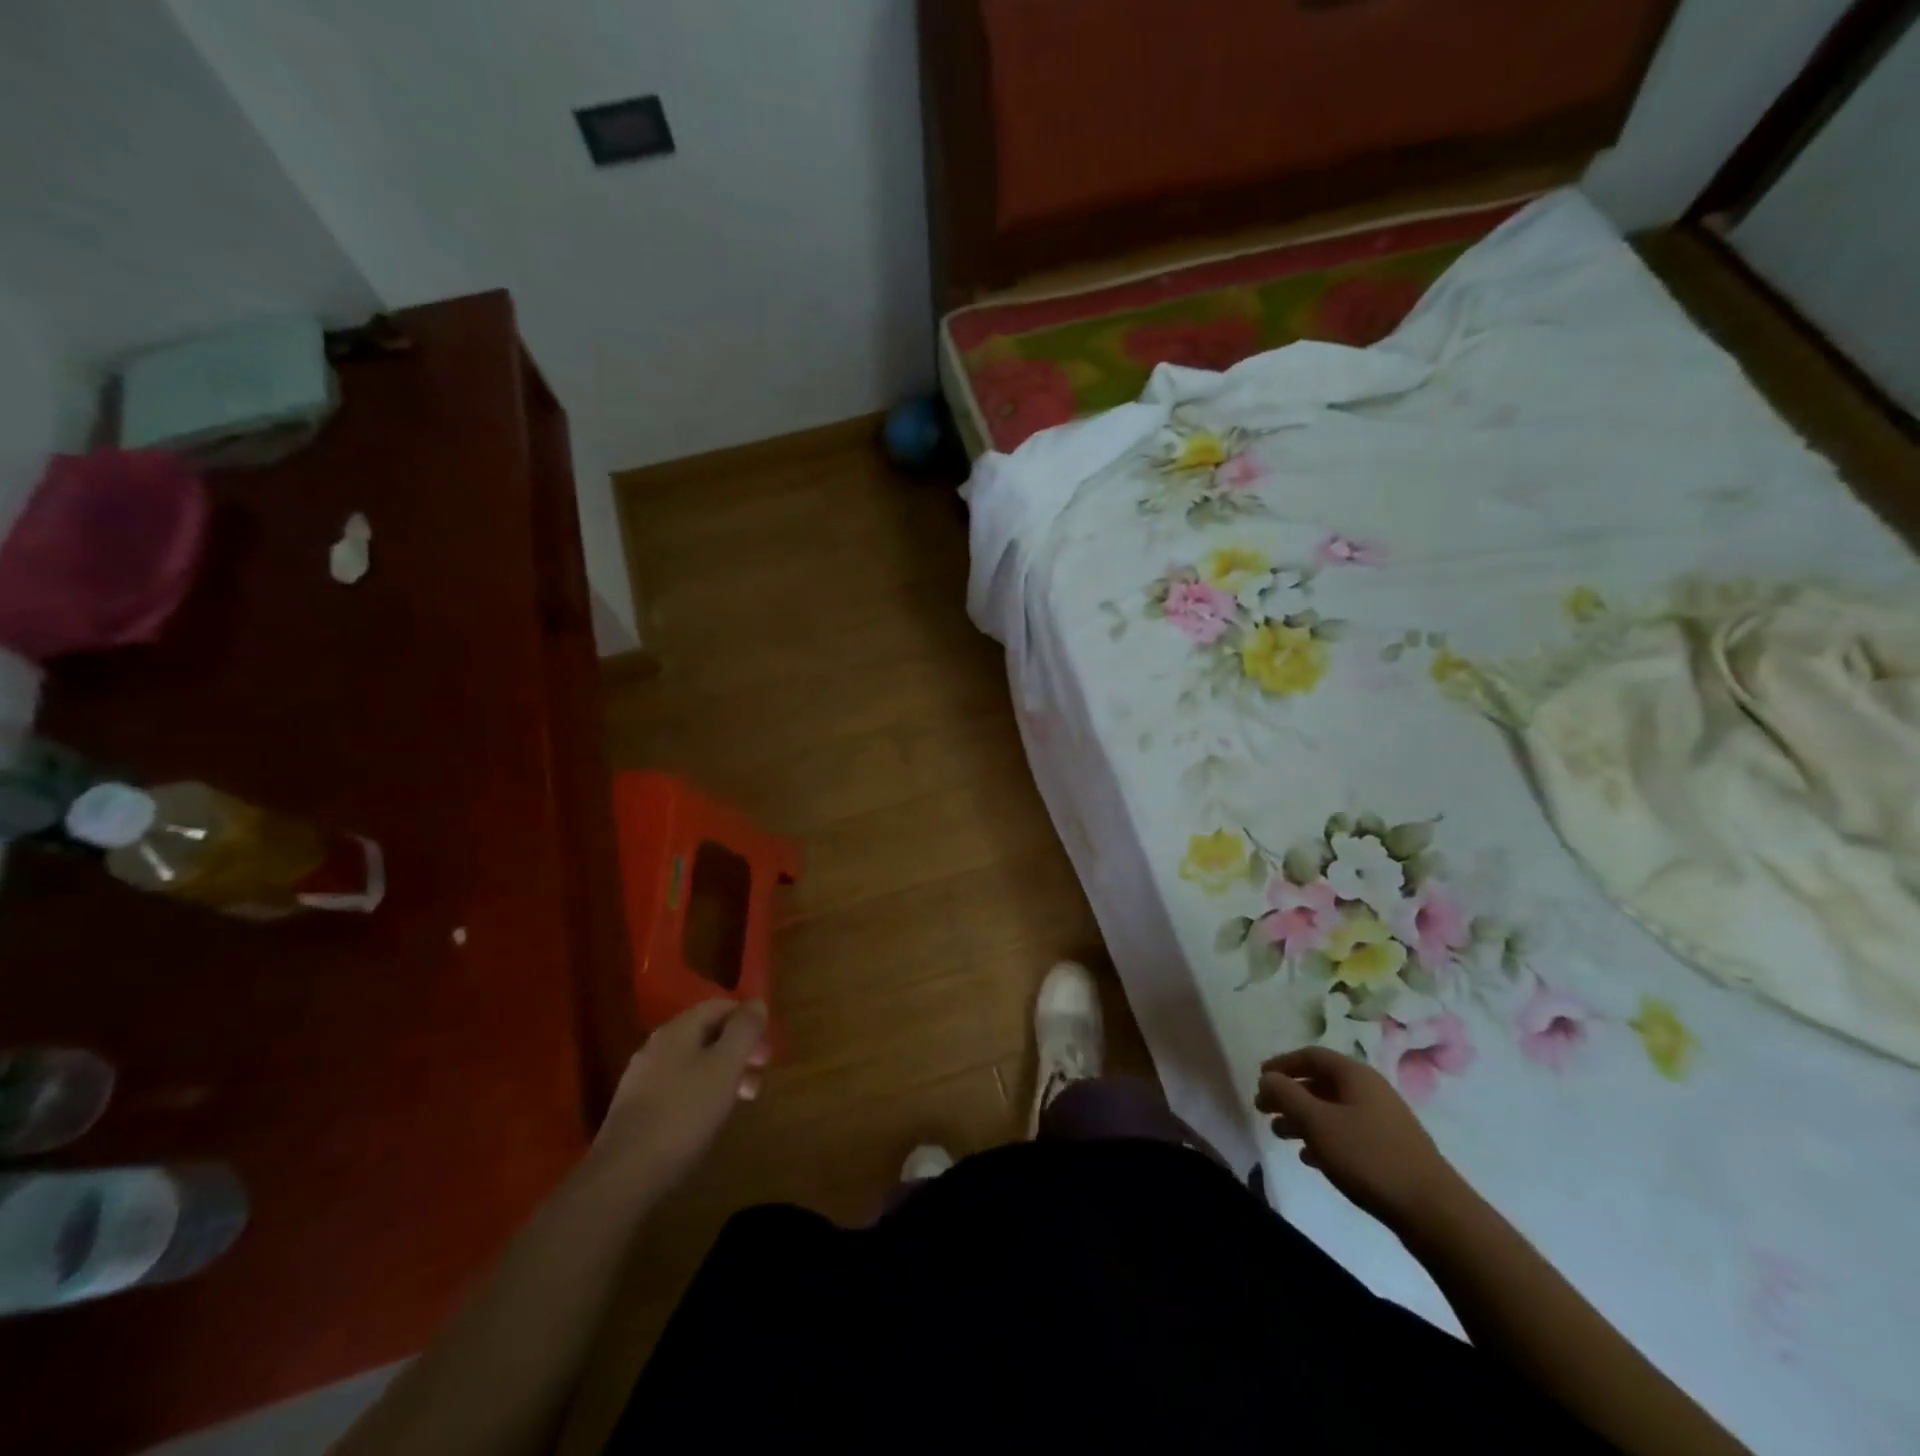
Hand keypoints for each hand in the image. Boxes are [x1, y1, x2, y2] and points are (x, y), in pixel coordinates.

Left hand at [588, 1000, 769, 1194]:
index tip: (767, 1047)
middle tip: (760, 1074)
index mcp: (677, 1029)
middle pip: (707, 1033)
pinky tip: (709, 1116)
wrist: (624, 1175)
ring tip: (743, 1099)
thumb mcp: (725, 1066)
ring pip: (694, 1061)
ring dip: (724, 1072)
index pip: (719, 1006)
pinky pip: (679, 1086)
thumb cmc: (684, 1113)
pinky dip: (702, 1091)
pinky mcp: (637, 1108)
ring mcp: (643, 1077)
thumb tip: (756, 1003)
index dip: (748, 1019)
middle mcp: (657, 1046)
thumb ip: (744, 1030)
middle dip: (739, 1049)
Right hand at [1254, 1045, 1466, 1230]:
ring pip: (1333, 1110)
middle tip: (1263, 1110)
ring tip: (1280, 1135)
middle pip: (1321, 1083)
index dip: (1282, 1064)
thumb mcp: (1318, 1123)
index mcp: (1355, 1075)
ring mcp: (1383, 1121)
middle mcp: (1370, 1091)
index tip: (1259, 1079)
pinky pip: (1348, 1133)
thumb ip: (1287, 1095)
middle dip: (1289, 1094)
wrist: (1434, 1212)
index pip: (1311, 1056)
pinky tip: (1310, 1159)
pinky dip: (1324, 1139)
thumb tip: (1267, 1077)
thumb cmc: (1369, 1157)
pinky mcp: (1391, 1150)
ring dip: (1303, 1118)